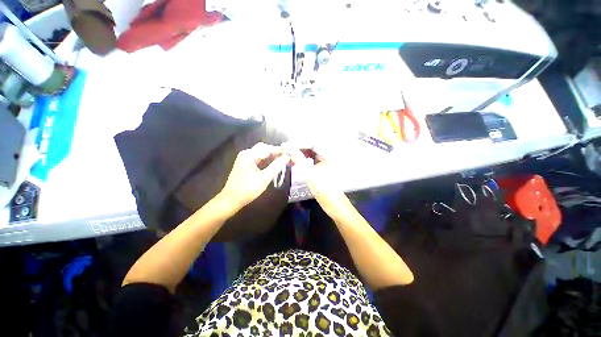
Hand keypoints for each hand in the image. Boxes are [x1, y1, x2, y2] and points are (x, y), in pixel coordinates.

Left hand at [220, 143, 289, 209]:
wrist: (231, 200)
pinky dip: (267, 161)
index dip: (280, 151)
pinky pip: (259, 159)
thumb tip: (287, 157)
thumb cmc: (247, 189)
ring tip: (283, 161)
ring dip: (272, 157)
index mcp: (249, 155)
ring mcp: (245, 159)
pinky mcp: (246, 165)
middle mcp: (247, 154)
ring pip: (262, 154)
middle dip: (276, 152)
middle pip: (265, 149)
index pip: (268, 148)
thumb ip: (277, 166)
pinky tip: (274, 165)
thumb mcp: (264, 178)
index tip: (291, 154)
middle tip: (287, 158)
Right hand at [285, 145, 350, 217]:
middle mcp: (327, 155)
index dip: (298, 143)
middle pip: (311, 146)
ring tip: (288, 154)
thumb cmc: (322, 187)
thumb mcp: (309, 172)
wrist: (332, 202)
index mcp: (328, 154)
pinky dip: (302, 159)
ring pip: (310, 153)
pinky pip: (310, 159)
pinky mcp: (321, 167)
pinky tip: (294, 161)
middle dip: (298, 147)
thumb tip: (288, 147)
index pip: (311, 143)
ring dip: (299, 153)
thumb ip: (298, 158)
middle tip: (286, 149)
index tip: (287, 145)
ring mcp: (325, 161)